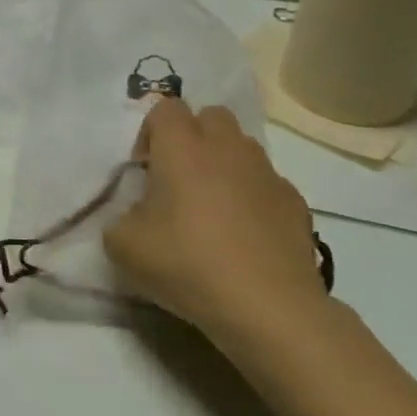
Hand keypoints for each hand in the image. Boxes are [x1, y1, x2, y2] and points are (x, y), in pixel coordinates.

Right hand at [103, 97, 323, 341]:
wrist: (267, 307)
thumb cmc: (186, 263)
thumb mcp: (123, 245)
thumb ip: (120, 217)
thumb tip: (137, 215)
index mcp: (181, 147)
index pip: (165, 108)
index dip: (151, 133)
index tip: (144, 170)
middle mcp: (226, 148)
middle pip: (211, 116)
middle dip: (193, 136)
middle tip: (178, 178)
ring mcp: (267, 173)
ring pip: (242, 147)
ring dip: (224, 164)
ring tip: (212, 206)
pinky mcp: (296, 203)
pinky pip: (267, 183)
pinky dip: (253, 196)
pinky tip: (244, 234)